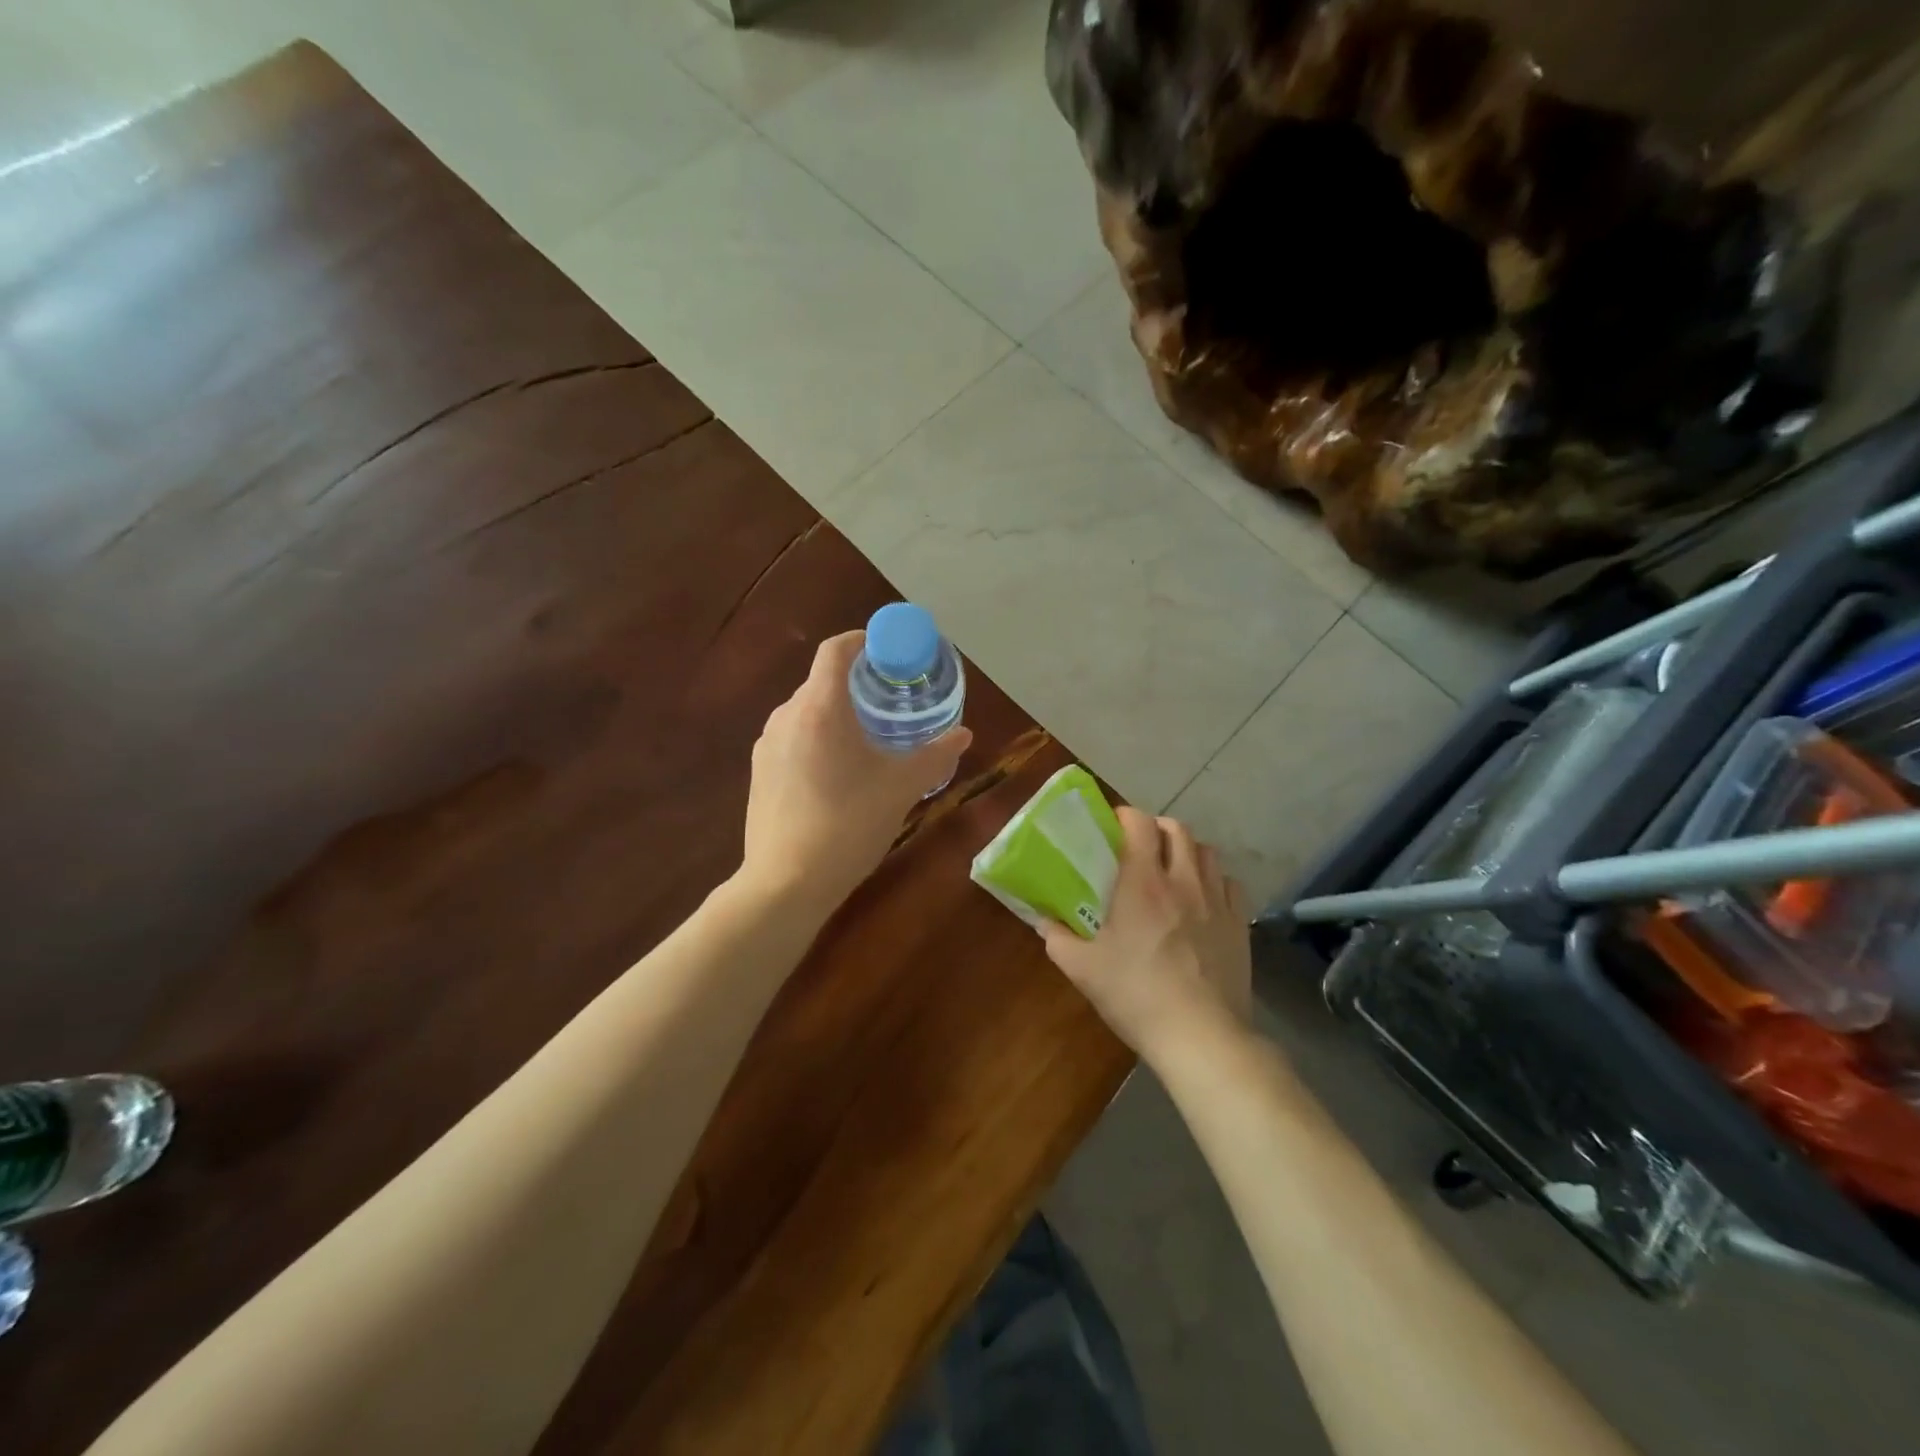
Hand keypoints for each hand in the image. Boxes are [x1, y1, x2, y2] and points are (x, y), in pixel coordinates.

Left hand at [739, 631, 971, 913]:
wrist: (786, 882)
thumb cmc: (849, 824)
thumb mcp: (902, 787)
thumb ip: (936, 755)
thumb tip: (964, 734)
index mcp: (820, 707)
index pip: (836, 650)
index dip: (863, 641)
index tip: (889, 652)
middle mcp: (786, 716)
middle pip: (823, 682)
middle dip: (857, 685)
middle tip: (891, 702)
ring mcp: (767, 745)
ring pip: (807, 713)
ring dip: (837, 715)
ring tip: (868, 739)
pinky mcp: (759, 773)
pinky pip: (793, 739)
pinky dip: (818, 740)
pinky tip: (838, 774)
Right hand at [1043, 808, 1251, 1066]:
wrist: (1201, 1036)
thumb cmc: (1136, 995)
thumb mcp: (1082, 969)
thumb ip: (1058, 938)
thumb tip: (1045, 921)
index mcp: (1142, 883)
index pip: (1140, 823)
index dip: (1126, 815)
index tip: (1112, 826)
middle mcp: (1183, 880)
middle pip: (1178, 828)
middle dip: (1157, 828)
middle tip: (1141, 846)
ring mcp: (1217, 901)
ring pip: (1207, 851)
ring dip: (1187, 850)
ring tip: (1173, 869)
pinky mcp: (1240, 924)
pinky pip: (1230, 883)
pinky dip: (1214, 880)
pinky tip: (1204, 899)